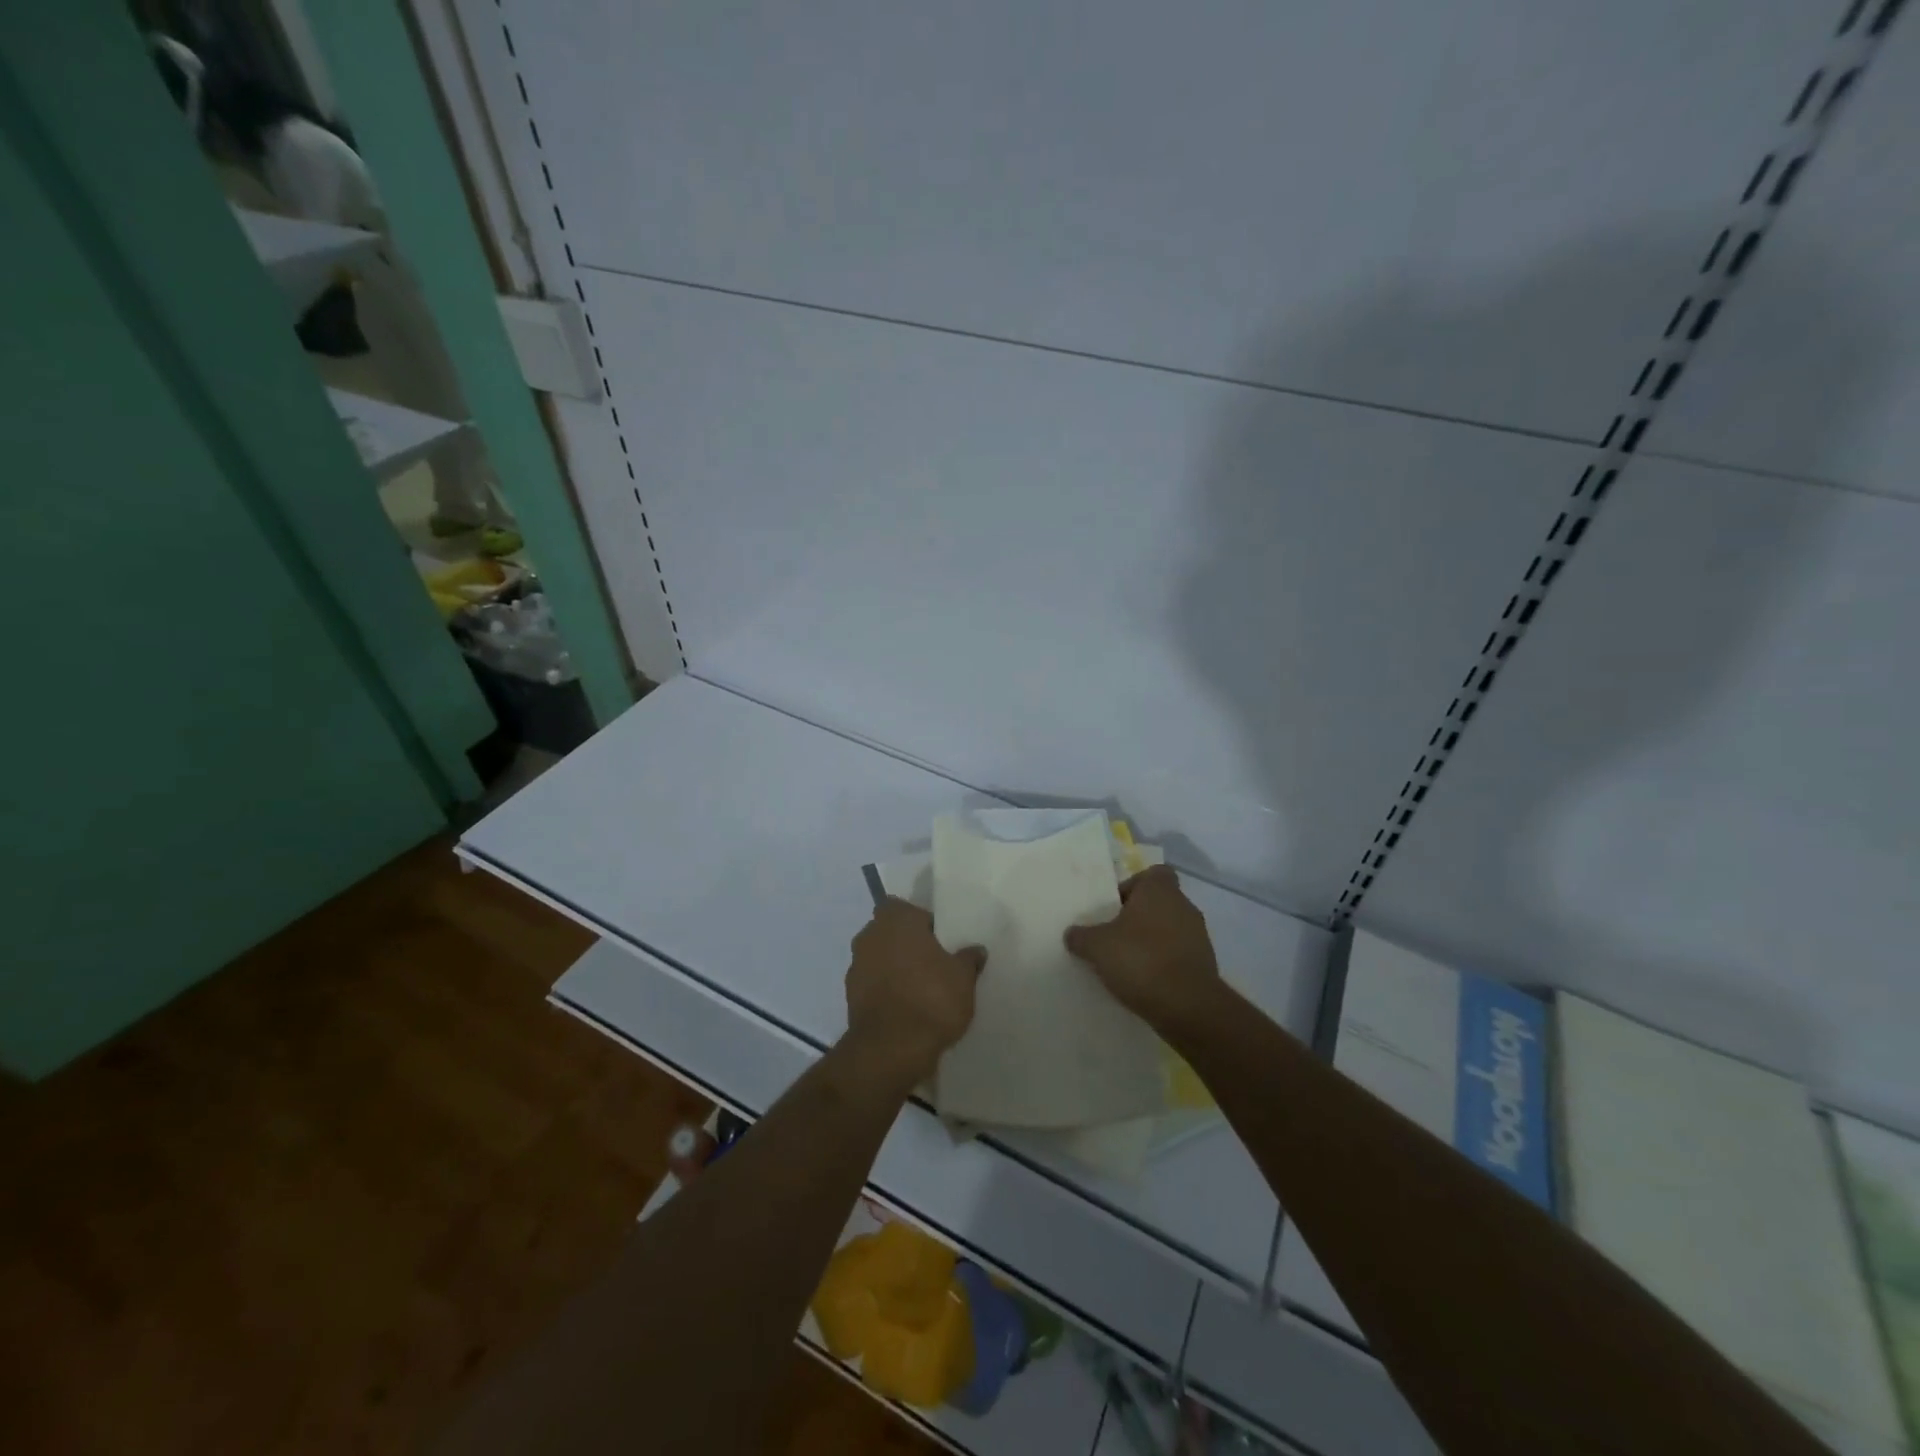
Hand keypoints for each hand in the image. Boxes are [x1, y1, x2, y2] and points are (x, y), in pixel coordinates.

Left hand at [843, 899, 985, 1090]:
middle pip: (890, 932)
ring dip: (895, 968)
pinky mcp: (850, 997)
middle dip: (907, 944)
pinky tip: (906, 1008)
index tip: (939, 939)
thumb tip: (976, 950)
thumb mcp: (963, 978)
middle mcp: (870, 935)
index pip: (905, 907)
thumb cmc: (931, 998)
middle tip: (933, 962)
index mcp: (896, 919)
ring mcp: (856, 966)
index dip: (921, 921)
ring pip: (879, 958)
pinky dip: (886, 991)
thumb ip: (968, 959)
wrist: (891, 1049)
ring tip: (921, 988)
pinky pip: (873, 984)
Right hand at [1064, 866, 1220, 1030]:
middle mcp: (1184, 906)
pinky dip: (1164, 963)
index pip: (1152, 873)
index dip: (1133, 886)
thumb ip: (1081, 936)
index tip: (1115, 906)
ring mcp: (1199, 936)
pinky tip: (1145, 982)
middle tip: (1113, 935)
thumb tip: (1072, 934)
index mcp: (1160, 890)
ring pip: (1169, 929)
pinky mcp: (1206, 964)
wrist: (1188, 1006)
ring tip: (1127, 962)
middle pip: (1159, 902)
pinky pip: (1179, 955)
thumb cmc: (1140, 960)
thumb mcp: (1097, 947)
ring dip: (1151, 941)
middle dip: (1138, 917)